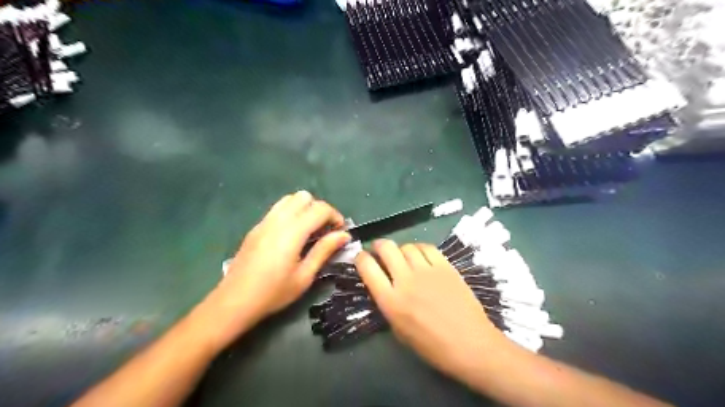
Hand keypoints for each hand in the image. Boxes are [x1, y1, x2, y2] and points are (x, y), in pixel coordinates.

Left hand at [200, 192, 350, 348]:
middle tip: (325, 230)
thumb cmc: (273, 293)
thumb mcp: (304, 276)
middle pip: (304, 197)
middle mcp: (278, 220)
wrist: (234, 302)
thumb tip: (344, 235)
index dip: (335, 216)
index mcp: (292, 232)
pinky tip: (291, 235)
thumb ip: (324, 250)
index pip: (320, 209)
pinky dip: (291, 212)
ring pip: (289, 199)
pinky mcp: (256, 227)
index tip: (340, 231)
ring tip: (309, 230)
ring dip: (304, 208)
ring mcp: (264, 222)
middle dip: (319, 209)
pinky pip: (278, 209)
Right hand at [356, 240, 505, 376]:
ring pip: (407, 246)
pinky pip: (427, 247)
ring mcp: (427, 271)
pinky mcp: (445, 266)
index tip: (362, 258)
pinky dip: (419, 248)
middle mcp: (405, 280)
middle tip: (379, 251)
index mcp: (391, 301)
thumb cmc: (432, 346)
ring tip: (402, 256)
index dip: (361, 258)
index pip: (367, 268)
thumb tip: (384, 286)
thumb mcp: (399, 331)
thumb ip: (388, 305)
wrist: (470, 344)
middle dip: (378, 246)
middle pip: (386, 248)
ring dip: (400, 249)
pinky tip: (420, 255)